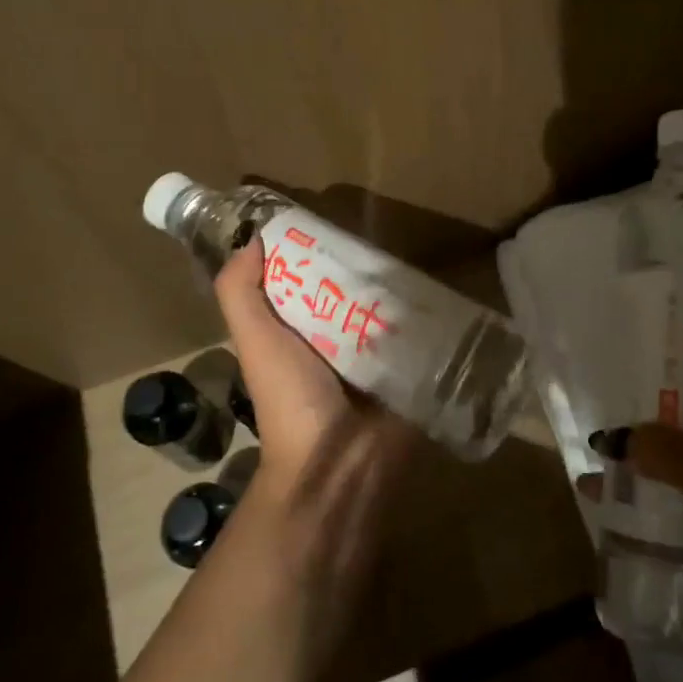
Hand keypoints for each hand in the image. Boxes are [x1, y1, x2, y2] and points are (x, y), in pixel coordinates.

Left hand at [212, 230, 413, 583]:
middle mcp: (336, 337)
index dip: (317, 248)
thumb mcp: (255, 341)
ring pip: (388, 305)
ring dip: (400, 285)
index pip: (309, 276)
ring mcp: (376, 354)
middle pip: (353, 287)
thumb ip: (241, 293)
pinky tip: (442, 286)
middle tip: (390, 231)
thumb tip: (254, 239)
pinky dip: (426, 312)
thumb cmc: (291, 398)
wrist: (338, 464)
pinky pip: (418, 331)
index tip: (337, 218)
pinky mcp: (408, 367)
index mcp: (299, 328)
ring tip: (421, 251)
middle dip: (366, 262)